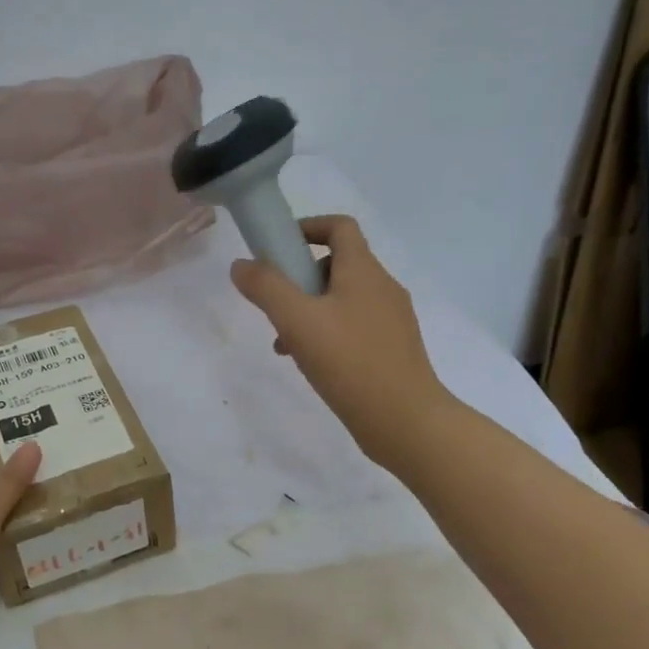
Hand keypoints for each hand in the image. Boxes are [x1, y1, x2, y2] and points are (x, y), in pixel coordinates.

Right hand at [230, 215, 453, 476]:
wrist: (405, 421)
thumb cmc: (350, 363)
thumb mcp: (298, 321)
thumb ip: (266, 288)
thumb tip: (242, 265)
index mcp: (364, 271)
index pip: (339, 227)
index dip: (307, 227)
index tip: (278, 248)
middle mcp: (383, 288)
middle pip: (337, 264)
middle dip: (300, 279)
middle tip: (276, 307)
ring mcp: (392, 320)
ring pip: (342, 300)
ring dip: (310, 311)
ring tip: (286, 345)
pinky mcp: (393, 349)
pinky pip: (353, 327)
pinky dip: (328, 333)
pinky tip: (311, 365)